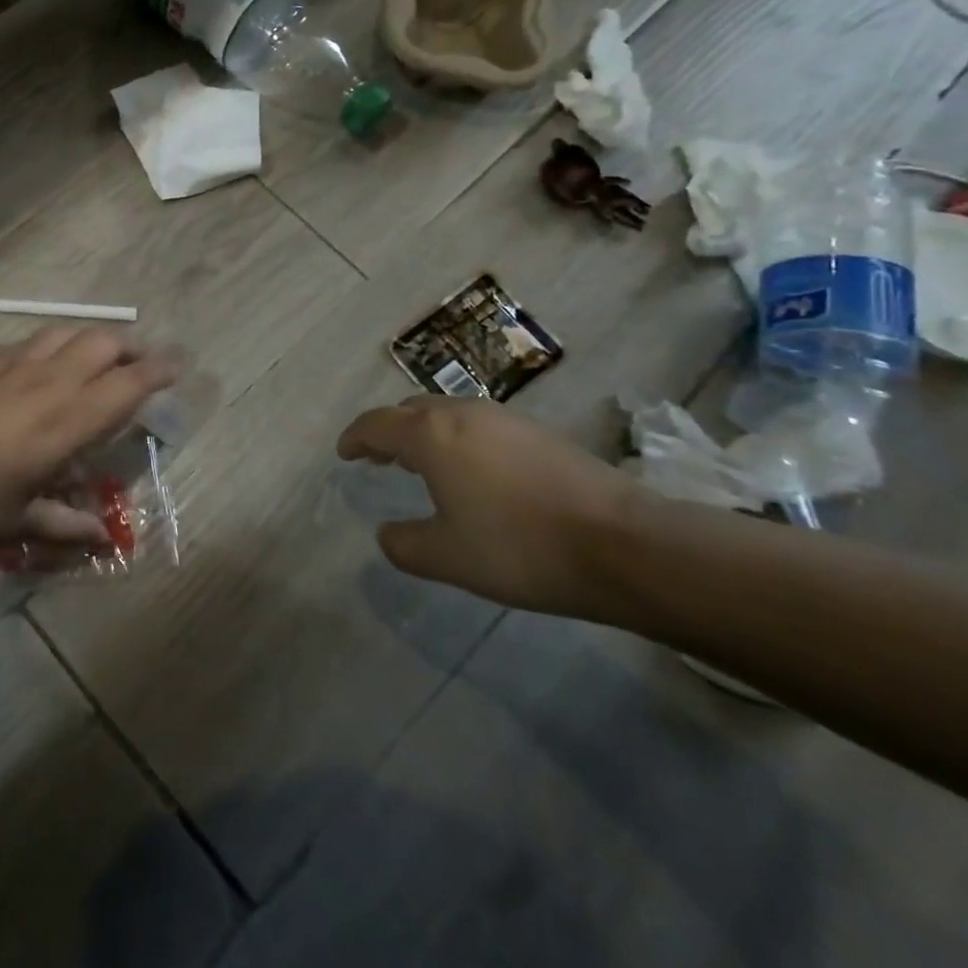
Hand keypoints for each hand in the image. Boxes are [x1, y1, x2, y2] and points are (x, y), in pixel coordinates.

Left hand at [0, 327, 177, 548]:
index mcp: (67, 421)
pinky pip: (35, 340)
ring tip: (99, 358)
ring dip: (94, 339)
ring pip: (69, 332)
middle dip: (131, 347)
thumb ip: (67, 526)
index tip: (177, 367)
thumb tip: (103, 538)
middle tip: (140, 366)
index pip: (127, 384)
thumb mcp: (21, 523)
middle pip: (103, 342)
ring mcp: (16, 365)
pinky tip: (47, 365)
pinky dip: (56, 344)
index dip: (158, 371)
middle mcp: (49, 382)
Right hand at [336, 396, 638, 614]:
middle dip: (390, 431)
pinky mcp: (538, 432)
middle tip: (379, 457)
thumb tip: (386, 534)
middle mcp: (463, 413)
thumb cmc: (519, 547)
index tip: (344, 453)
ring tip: (423, 464)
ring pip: (448, 414)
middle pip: (411, 411)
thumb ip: (405, 545)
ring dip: (426, 434)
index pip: (377, 424)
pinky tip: (474, 473)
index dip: (355, 438)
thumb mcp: (447, 557)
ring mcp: (505, 419)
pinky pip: (479, 426)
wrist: (622, 543)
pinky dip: (459, 440)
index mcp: (432, 435)